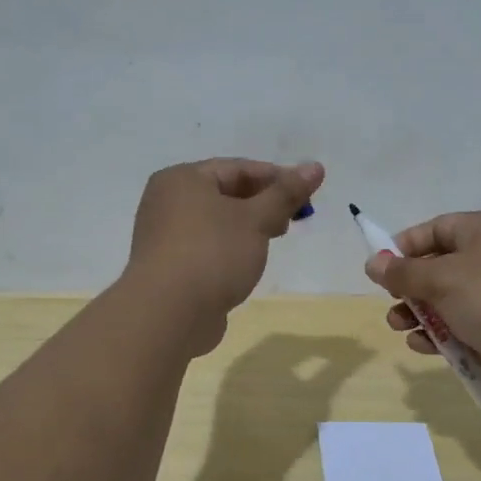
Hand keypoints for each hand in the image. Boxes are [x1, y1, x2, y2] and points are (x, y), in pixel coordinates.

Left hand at [126, 158, 323, 354]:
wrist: (168, 314)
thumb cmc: (213, 254)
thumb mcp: (256, 220)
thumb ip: (286, 194)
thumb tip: (315, 167)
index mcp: (182, 179)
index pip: (237, 168)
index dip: (275, 178)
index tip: (306, 193)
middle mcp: (167, 201)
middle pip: (225, 193)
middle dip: (262, 204)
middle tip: (293, 219)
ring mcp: (164, 236)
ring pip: (216, 222)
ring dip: (247, 228)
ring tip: (273, 240)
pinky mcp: (169, 267)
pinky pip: (206, 247)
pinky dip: (229, 249)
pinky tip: (246, 265)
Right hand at [365, 211, 480, 400]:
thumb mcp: (445, 279)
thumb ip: (405, 273)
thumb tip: (373, 262)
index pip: (434, 230)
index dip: (404, 247)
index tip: (379, 269)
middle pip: (437, 269)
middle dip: (409, 287)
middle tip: (391, 303)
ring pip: (446, 303)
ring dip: (419, 315)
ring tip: (399, 326)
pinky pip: (461, 330)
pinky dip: (440, 338)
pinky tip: (423, 347)